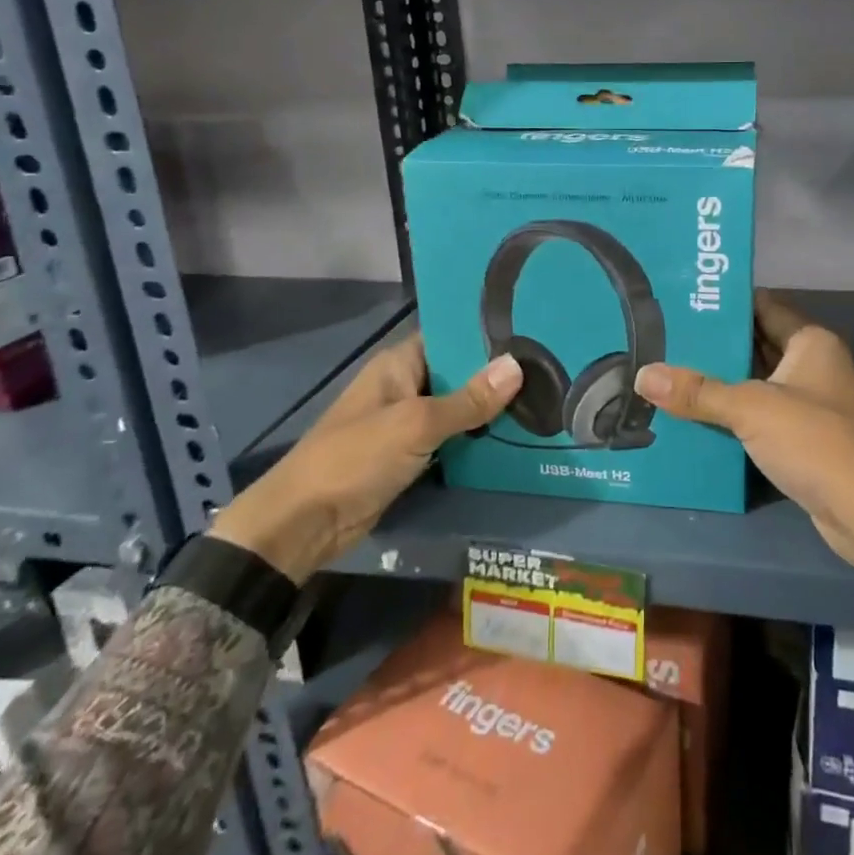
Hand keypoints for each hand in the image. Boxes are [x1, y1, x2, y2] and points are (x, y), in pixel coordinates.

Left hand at [211, 335, 521, 583]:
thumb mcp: (416, 424)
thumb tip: (517, 366)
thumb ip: (468, 400)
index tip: (532, 331)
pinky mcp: (411, 456)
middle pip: (457, 374)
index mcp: (399, 364)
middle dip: (496, 375)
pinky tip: (515, 438)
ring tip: (543, 400)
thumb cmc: (356, 458)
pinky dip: (476, 440)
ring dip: (489, 411)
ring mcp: (407, 423)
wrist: (304, 523)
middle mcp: (404, 386)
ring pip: (457, 409)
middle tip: (549, 370)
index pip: (449, 337)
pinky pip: (451, 439)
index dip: (486, 335)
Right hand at [633, 294, 853, 617]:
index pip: (764, 307)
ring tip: (671, 375)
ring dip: (723, 384)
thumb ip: (698, 391)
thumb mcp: (751, 408)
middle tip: (666, 339)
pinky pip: (764, 417)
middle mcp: (816, 366)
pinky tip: (698, 418)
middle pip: (758, 346)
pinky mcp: (808, 440)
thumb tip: (643, 375)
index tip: (685, 300)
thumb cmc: (815, 440)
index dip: (727, 303)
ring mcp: (814, 405)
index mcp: (812, 342)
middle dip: (716, 346)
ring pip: (759, 384)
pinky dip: (736, 416)